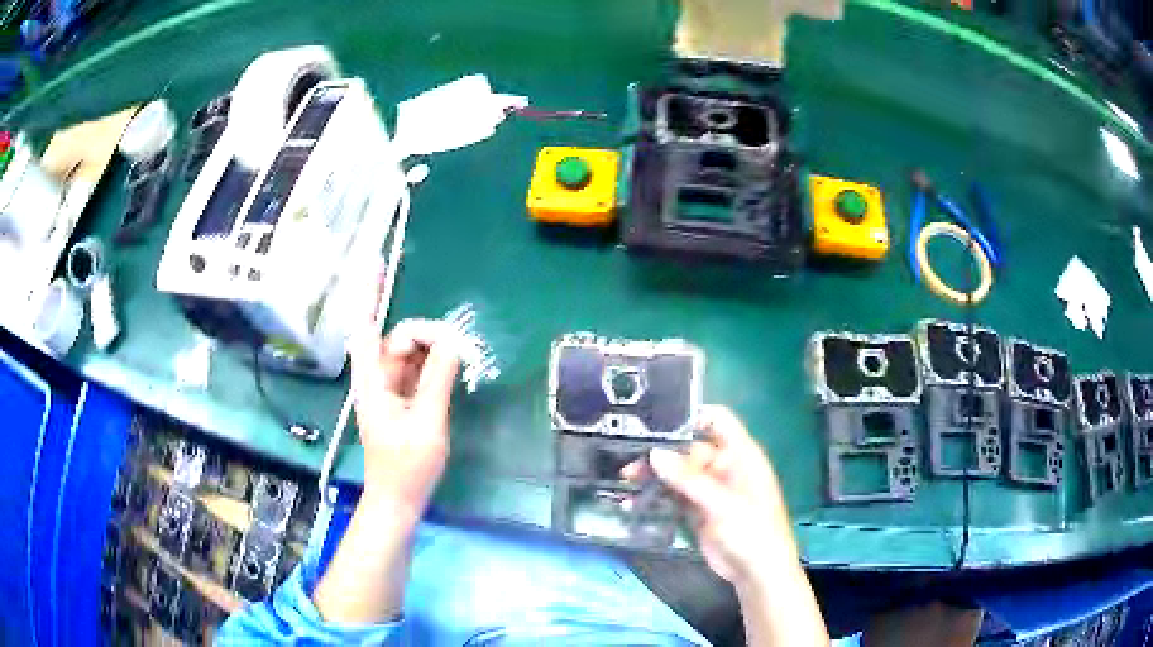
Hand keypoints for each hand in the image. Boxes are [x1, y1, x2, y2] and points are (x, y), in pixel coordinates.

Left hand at [350, 319, 460, 520]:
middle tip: (459, 345)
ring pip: (408, 355)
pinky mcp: (401, 402)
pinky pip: (415, 372)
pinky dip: (432, 366)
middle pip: (396, 340)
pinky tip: (452, 369)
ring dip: (432, 349)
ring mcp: (388, 391)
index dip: (388, 311)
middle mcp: (377, 380)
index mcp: (372, 381)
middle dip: (425, 335)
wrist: (398, 500)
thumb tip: (453, 341)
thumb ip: (438, 379)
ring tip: (461, 354)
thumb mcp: (427, 421)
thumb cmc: (408, 466)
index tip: (434, 324)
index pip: (370, 331)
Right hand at [627, 405, 795, 587]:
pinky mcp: (698, 510)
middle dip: (661, 453)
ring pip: (678, 474)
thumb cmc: (752, 531)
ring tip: (627, 480)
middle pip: (689, 449)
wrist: (757, 572)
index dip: (692, 415)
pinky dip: (656, 497)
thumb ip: (689, 479)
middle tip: (632, 460)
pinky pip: (674, 496)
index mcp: (740, 455)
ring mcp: (710, 489)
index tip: (658, 419)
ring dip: (655, 475)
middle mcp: (724, 467)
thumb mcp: (723, 504)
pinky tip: (634, 501)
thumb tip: (655, 453)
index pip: (718, 421)